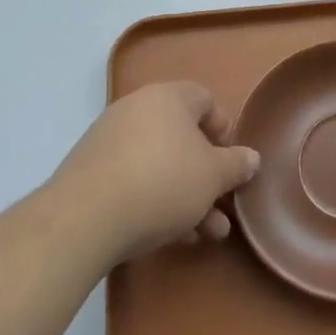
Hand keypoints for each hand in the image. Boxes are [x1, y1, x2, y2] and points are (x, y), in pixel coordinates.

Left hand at [47, 80, 260, 270]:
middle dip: (206, 176)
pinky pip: (133, 180)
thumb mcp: (213, 176)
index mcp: (169, 97)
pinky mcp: (90, 172)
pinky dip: (154, 201)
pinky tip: (171, 237)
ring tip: (205, 234)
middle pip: (182, 137)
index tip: (231, 163)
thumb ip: (236, 165)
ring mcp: (110, 140)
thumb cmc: (163, 182)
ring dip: (185, 196)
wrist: (84, 218)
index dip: (224, 130)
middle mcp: (138, 108)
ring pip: (160, 164)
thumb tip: (251, 157)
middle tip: (221, 207)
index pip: (205, 100)